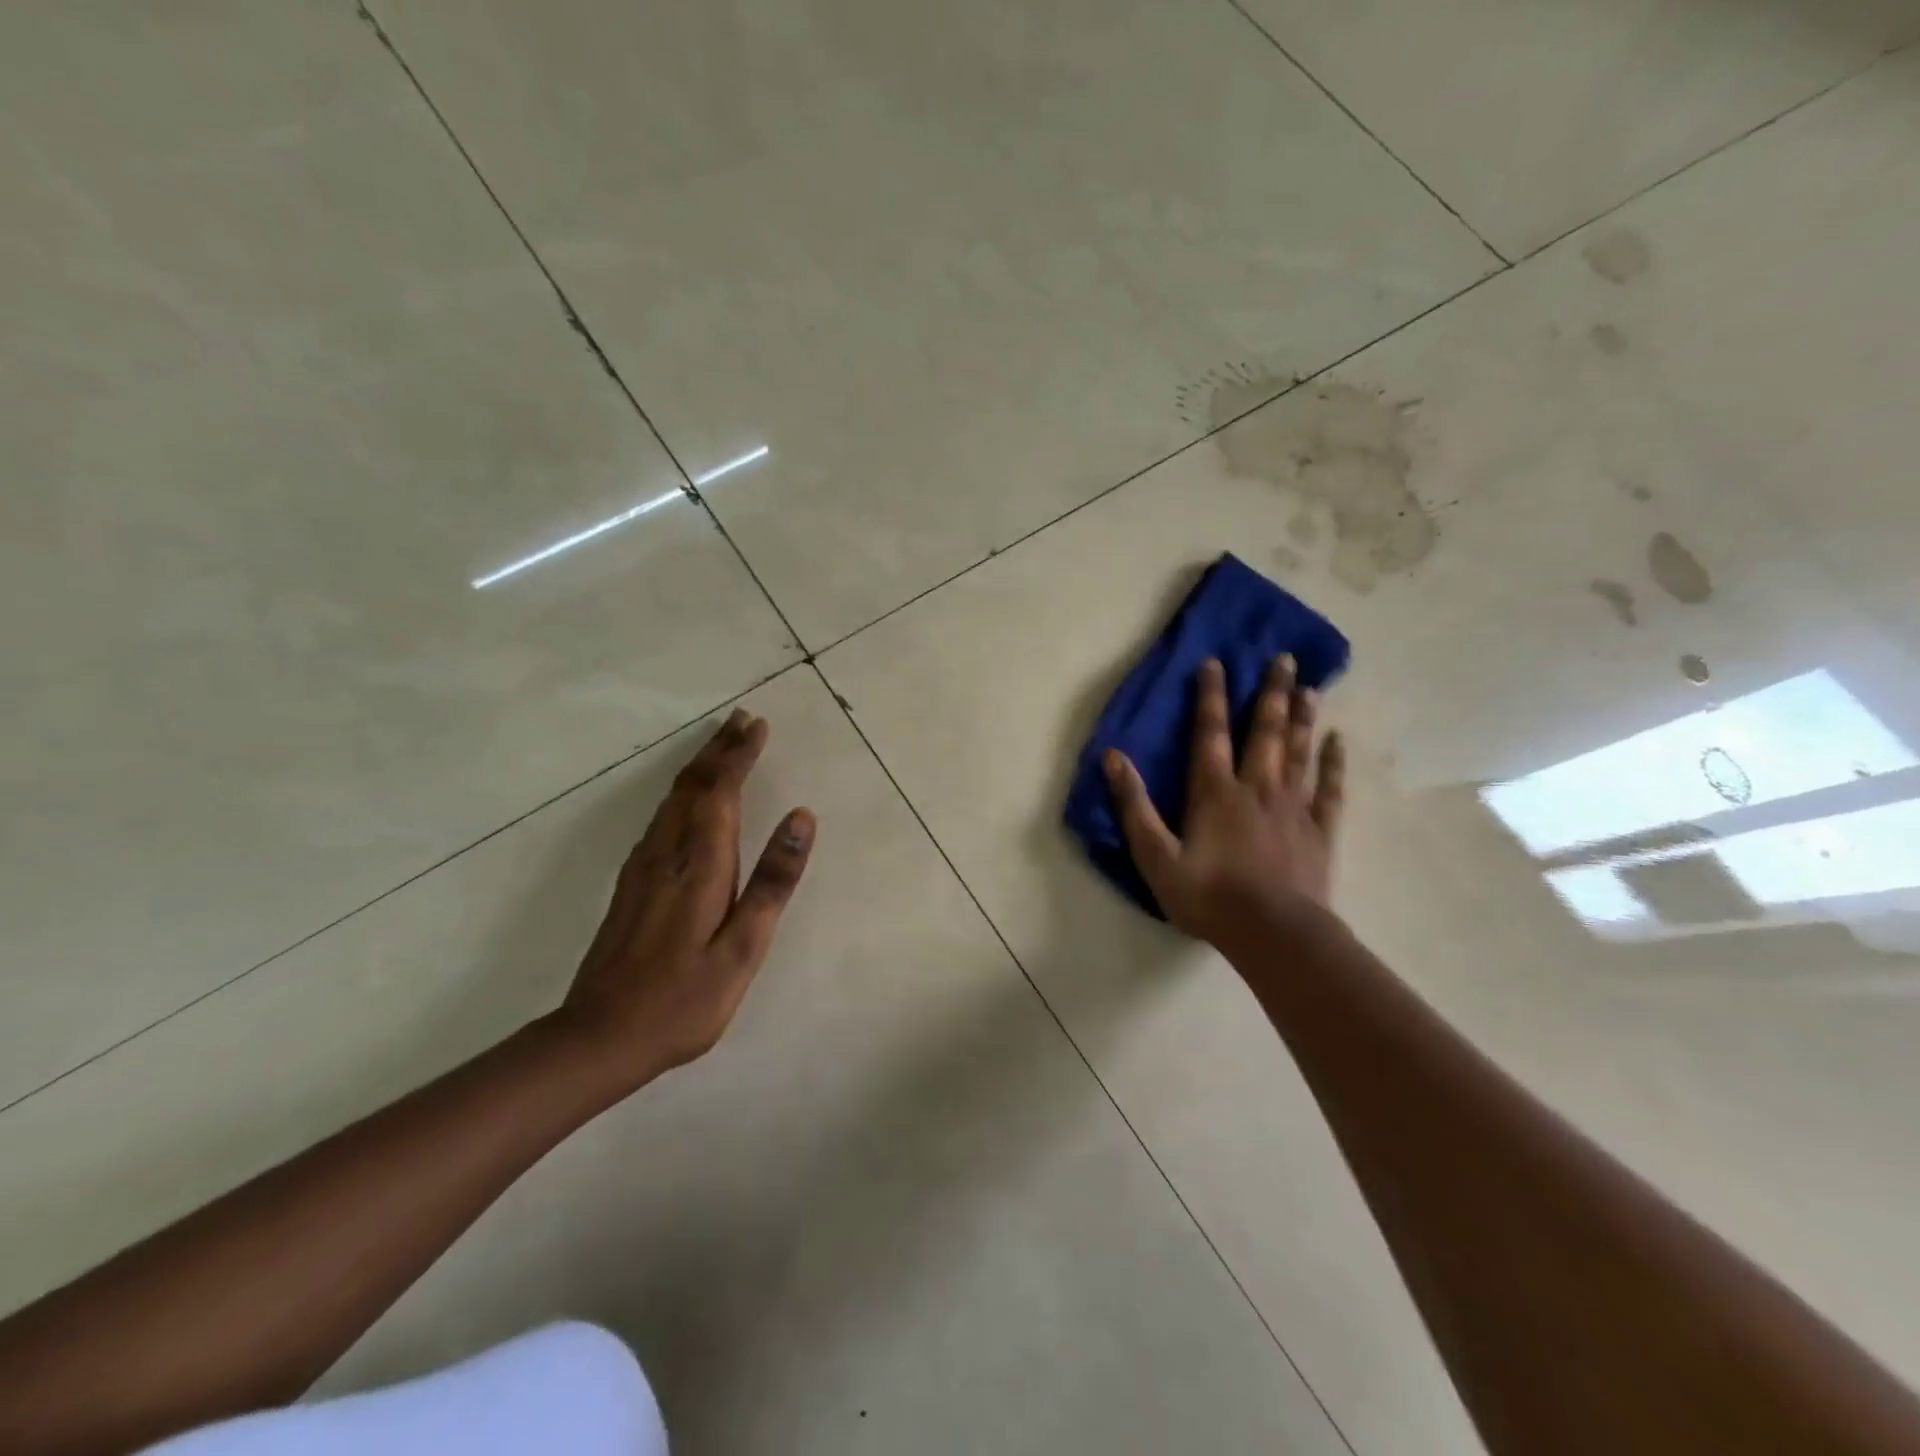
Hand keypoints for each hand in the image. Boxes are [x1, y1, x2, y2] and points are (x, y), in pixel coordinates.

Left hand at [558, 708, 815, 1088]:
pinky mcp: (631, 883)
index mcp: (699, 865)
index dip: (740, 756)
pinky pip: (661, 817)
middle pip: (693, 786)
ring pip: (673, 799)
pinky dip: (682, 792)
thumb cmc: (683, 999)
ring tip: (721, 744)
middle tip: (742, 719)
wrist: (599, 1037)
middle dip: (719, 749)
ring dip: (699, 765)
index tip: (758, 726)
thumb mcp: (743, 948)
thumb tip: (802, 818)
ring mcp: (643, 867)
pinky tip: (686, 799)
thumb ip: (772, 882)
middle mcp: (667, 853)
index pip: (720, 792)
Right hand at [1103, 655, 1344, 945]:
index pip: (1209, 733)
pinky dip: (1334, 763)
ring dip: (1302, 717)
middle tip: (1283, 658)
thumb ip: (1134, 806)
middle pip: (1264, 732)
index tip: (1216, 662)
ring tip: (1309, 686)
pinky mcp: (1319, 830)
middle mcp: (1257, 788)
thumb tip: (1112, 758)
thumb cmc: (1208, 896)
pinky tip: (1338, 741)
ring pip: (1298, 751)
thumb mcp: (1156, 856)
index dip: (1210, 696)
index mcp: (1215, 792)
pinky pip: (1330, 788)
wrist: (1274, 933)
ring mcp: (1293, 807)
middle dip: (1270, 693)